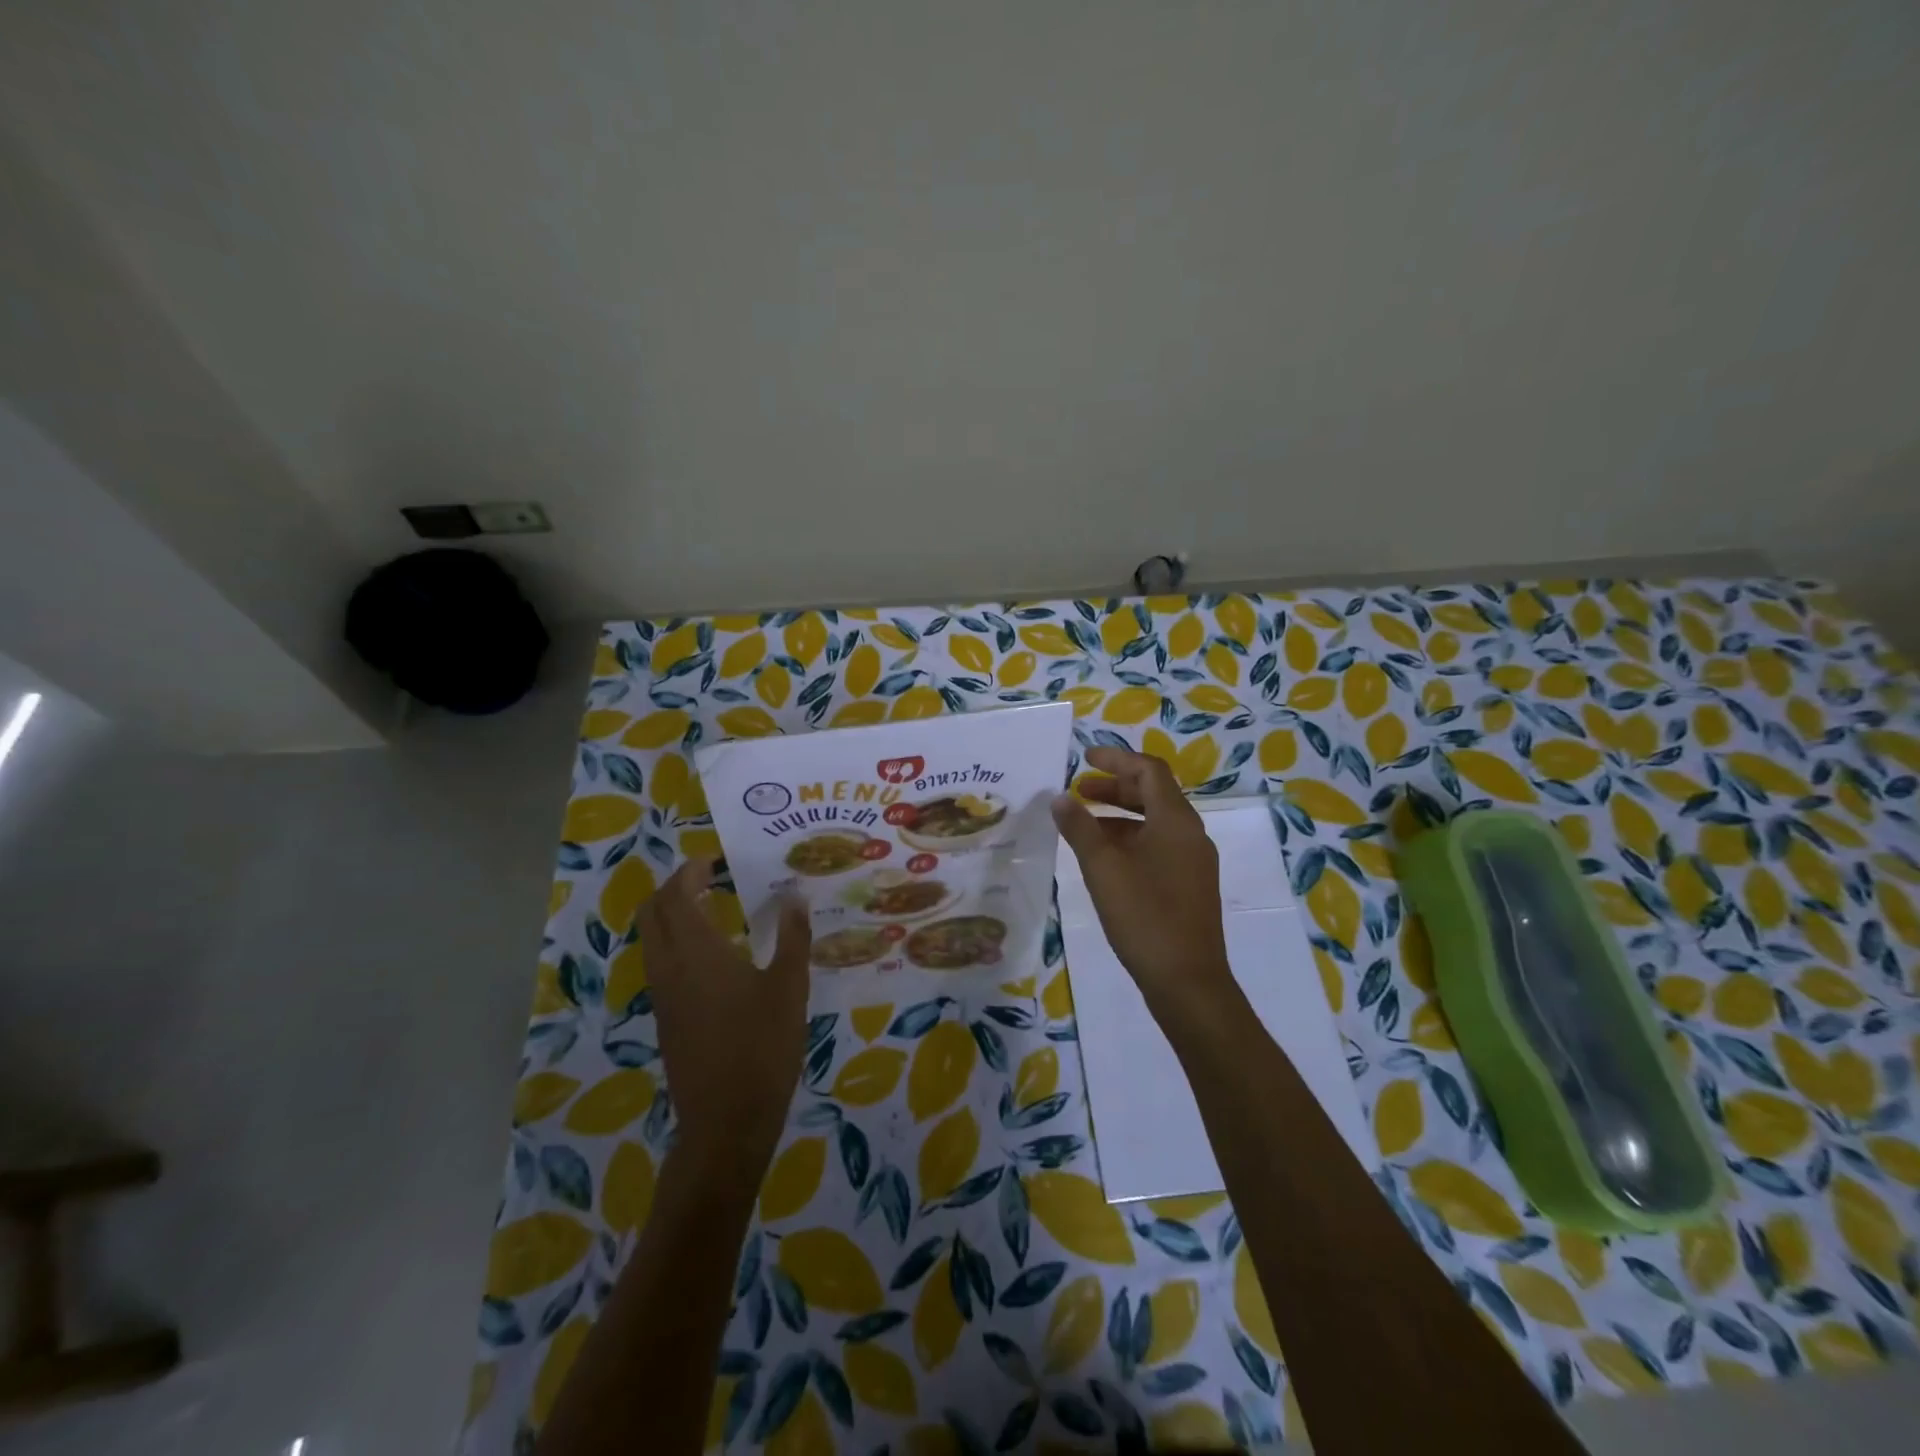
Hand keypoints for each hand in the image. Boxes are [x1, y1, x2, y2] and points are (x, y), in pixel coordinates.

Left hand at [637, 858, 812, 1183]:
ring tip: (716, 910)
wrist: (726, 1122)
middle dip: (676, 887)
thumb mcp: (789, 987)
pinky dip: (677, 942)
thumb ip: (792, 936)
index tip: (717, 859)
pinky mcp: (666, 1018)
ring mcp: (663, 995)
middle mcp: (669, 967)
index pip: (676, 894)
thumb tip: (794, 895)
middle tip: (712, 879)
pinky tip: (716, 956)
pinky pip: (661, 964)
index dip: (692, 870)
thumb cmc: (762, 1046)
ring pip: (652, 939)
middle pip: (652, 912)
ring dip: (673, 915)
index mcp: (696, 951)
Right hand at [1052, 747, 1234, 1017]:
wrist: (1187, 981)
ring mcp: (1193, 861)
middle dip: (1115, 788)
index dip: (1116, 759)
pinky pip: (1158, 846)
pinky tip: (1104, 858)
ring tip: (1083, 824)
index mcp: (1176, 820)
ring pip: (1155, 822)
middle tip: (1079, 792)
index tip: (1084, 758)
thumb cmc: (1144, 916)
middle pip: (1154, 794)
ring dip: (1120, 815)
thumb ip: (1080, 828)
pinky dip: (1130, 839)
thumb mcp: (1103, 868)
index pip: (1149, 770)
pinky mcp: (1189, 885)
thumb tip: (1060, 798)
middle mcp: (1190, 834)